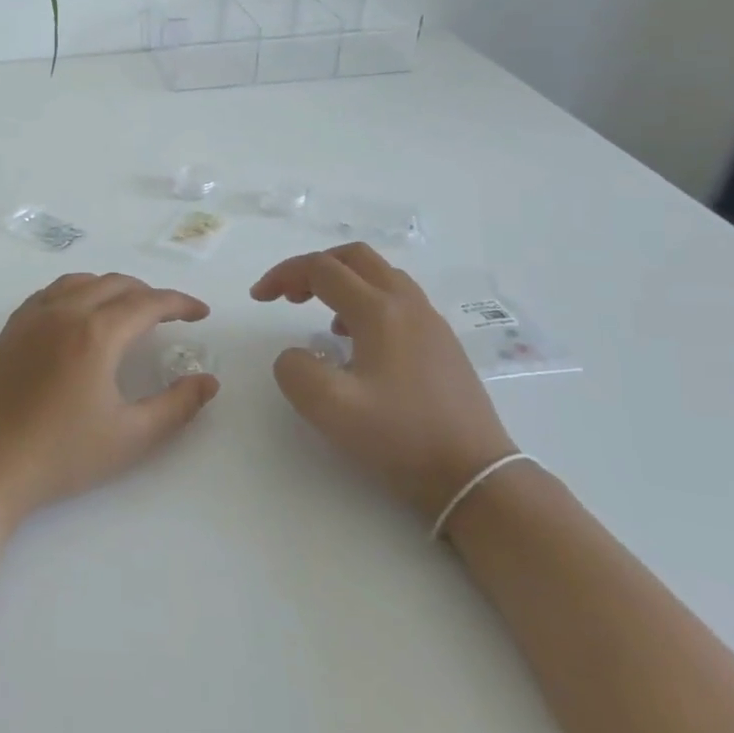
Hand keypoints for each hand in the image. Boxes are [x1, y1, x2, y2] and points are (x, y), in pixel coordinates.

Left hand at [0, 273, 219, 534]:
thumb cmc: (61, 456)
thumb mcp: (131, 437)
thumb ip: (177, 406)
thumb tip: (208, 381)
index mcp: (96, 333)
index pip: (148, 302)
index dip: (180, 303)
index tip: (201, 313)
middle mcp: (63, 312)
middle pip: (115, 284)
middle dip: (149, 294)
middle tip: (170, 316)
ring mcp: (30, 317)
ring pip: (80, 283)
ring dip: (112, 289)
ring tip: (129, 311)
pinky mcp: (9, 330)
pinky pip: (51, 293)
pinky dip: (77, 293)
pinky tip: (81, 317)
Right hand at [252, 243, 515, 522]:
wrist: (474, 474)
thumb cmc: (401, 437)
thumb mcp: (330, 408)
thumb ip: (295, 370)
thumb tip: (296, 355)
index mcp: (379, 311)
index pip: (321, 269)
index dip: (283, 275)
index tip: (259, 299)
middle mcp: (407, 305)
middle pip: (354, 258)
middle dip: (313, 267)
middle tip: (288, 296)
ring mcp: (430, 322)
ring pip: (379, 275)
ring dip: (341, 282)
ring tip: (317, 315)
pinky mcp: (441, 343)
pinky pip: (396, 300)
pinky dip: (364, 301)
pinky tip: (355, 341)